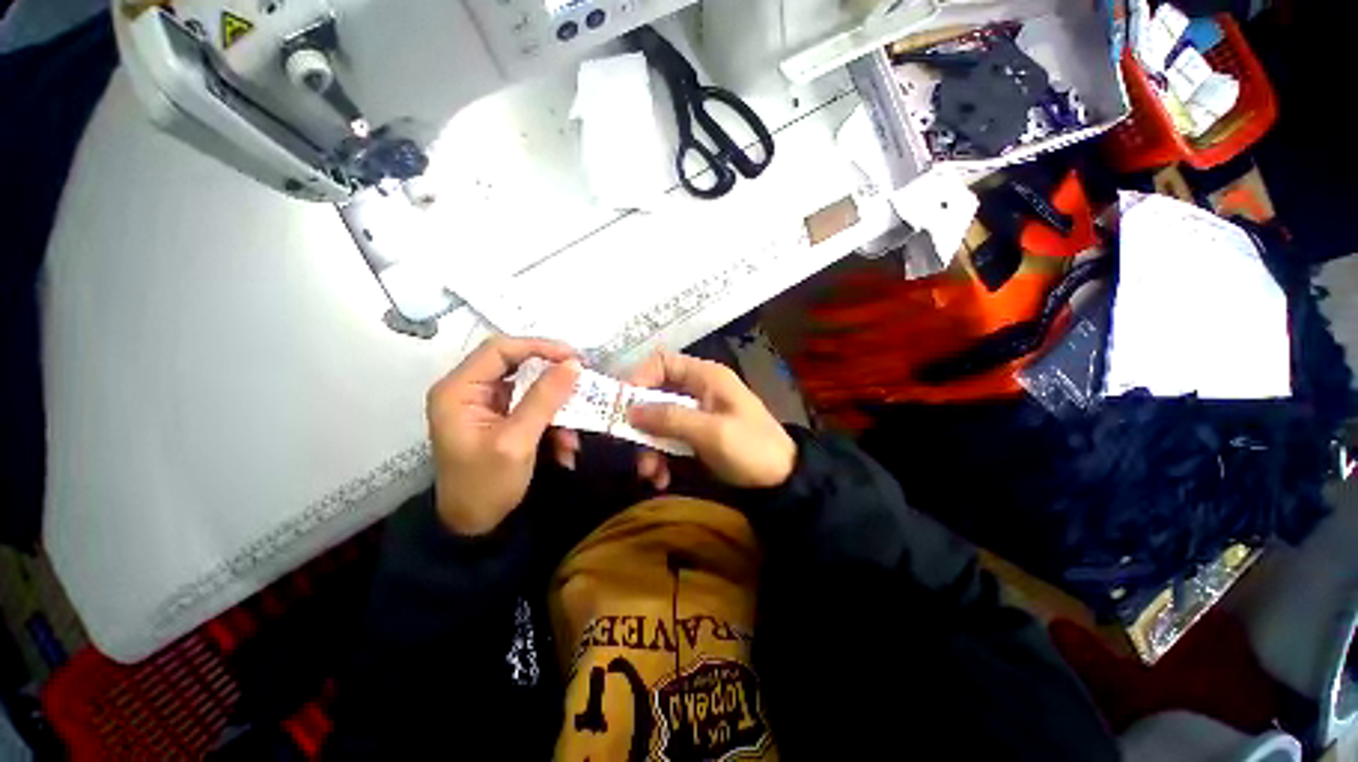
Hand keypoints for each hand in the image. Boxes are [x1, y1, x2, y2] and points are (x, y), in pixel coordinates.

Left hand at [427, 337, 580, 535]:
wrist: (474, 527)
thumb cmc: (486, 485)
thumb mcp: (517, 441)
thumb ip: (544, 399)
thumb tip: (574, 365)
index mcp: (459, 390)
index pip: (500, 349)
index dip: (539, 347)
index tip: (574, 358)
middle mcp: (469, 390)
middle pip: (517, 364)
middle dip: (552, 376)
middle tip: (582, 381)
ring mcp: (486, 404)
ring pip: (530, 387)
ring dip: (556, 406)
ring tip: (571, 435)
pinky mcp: (501, 418)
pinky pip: (533, 406)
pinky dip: (553, 421)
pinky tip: (564, 446)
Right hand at [625, 350, 796, 489]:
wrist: (782, 481)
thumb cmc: (751, 448)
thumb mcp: (711, 432)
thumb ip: (670, 418)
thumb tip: (629, 410)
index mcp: (705, 377)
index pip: (662, 362)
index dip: (639, 378)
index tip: (622, 405)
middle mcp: (697, 390)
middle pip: (655, 395)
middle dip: (642, 425)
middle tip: (632, 450)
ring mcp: (696, 414)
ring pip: (658, 421)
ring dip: (649, 448)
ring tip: (651, 475)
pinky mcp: (696, 436)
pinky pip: (669, 440)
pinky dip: (661, 458)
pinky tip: (662, 480)